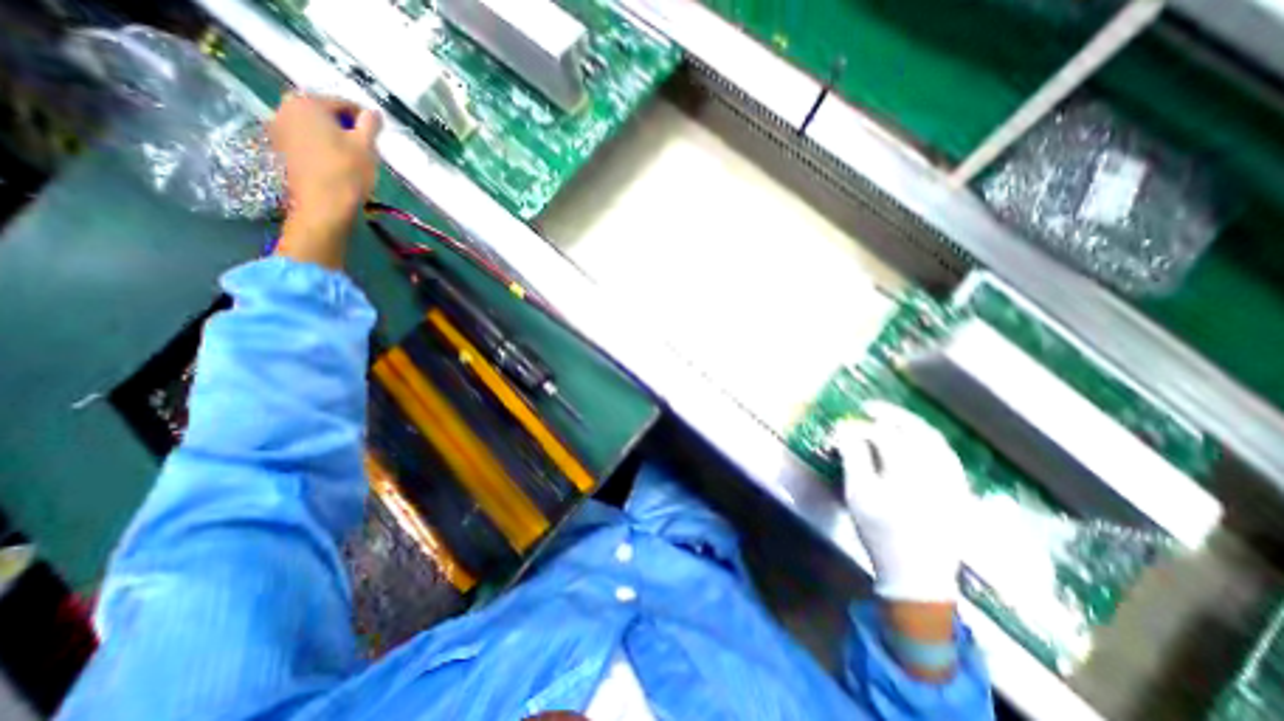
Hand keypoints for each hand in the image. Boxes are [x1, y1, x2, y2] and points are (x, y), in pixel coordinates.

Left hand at [266, 93, 378, 267]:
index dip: (364, 118)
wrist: (323, 206)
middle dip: (344, 126)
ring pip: (314, 127)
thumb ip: (370, 125)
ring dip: (332, 137)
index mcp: (307, 103)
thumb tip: (374, 112)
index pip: (343, 103)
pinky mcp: (280, 149)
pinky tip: (335, 164)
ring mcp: (279, 129)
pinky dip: (321, 147)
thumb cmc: (347, 173)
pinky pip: (305, 140)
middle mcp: (286, 109)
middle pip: (324, 113)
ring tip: (351, 156)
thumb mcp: (366, 147)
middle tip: (364, 146)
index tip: (377, 135)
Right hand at [834, 403, 973, 604]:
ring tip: (890, 418)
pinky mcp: (961, 491)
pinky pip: (947, 455)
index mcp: (908, 476)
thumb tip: (845, 430)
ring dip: (911, 424)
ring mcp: (954, 482)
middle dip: (891, 414)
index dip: (861, 428)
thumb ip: (852, 458)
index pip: (884, 437)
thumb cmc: (880, 534)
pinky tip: (914, 439)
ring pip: (935, 440)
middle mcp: (937, 473)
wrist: (917, 574)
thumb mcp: (858, 496)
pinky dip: (929, 440)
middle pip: (916, 431)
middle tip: (869, 407)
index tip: (843, 425)